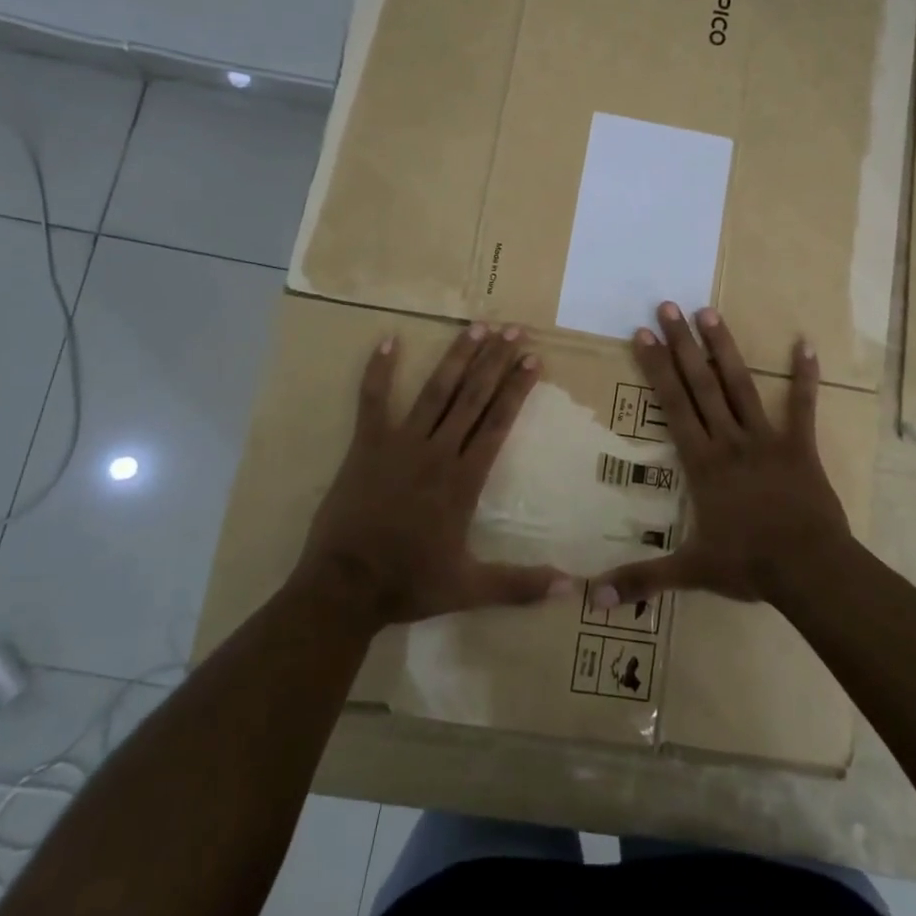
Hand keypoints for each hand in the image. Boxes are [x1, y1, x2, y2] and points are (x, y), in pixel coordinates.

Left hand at [290, 324, 570, 631]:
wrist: (344, 588)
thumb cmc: (408, 584)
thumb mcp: (469, 588)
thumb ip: (520, 585)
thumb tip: (570, 588)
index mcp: (463, 480)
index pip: (497, 423)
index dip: (517, 389)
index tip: (534, 359)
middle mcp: (437, 452)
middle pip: (472, 398)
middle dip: (496, 361)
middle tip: (514, 329)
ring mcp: (399, 445)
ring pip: (435, 392)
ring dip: (457, 357)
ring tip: (476, 326)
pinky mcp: (366, 446)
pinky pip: (372, 401)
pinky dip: (380, 370)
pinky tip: (389, 339)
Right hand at [589, 302, 853, 611]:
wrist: (810, 570)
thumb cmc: (748, 565)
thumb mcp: (690, 571)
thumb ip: (641, 579)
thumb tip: (592, 599)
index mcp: (703, 461)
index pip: (673, 406)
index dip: (657, 368)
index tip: (642, 335)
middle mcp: (730, 439)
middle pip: (701, 384)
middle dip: (682, 344)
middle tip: (668, 306)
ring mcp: (767, 439)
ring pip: (741, 385)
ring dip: (725, 349)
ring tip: (710, 313)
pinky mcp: (799, 446)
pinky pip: (802, 406)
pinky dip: (804, 377)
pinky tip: (807, 345)